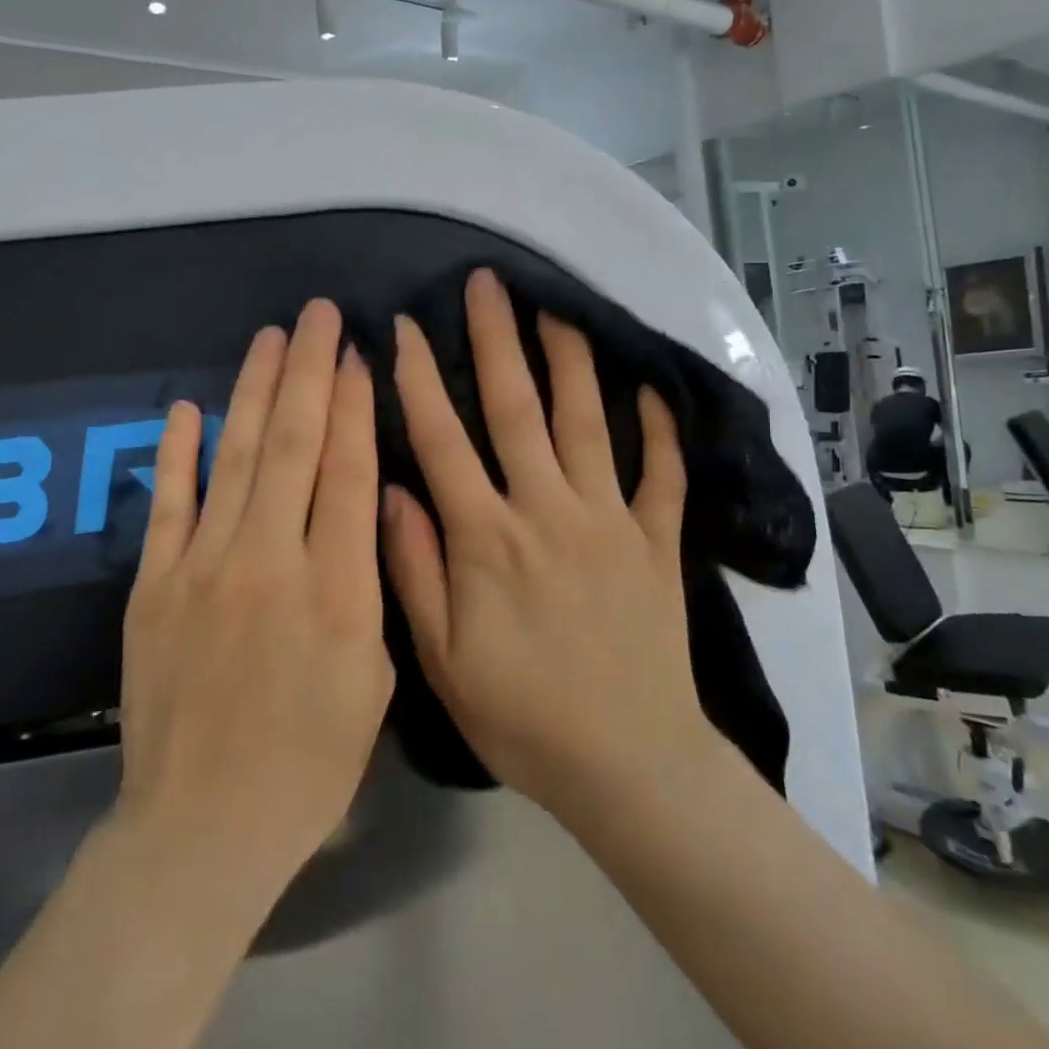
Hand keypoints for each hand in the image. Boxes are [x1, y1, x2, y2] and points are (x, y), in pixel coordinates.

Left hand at [114, 300, 393, 897]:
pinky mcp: (153, 586)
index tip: (359, 355)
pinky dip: (177, 451)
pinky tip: (190, 406)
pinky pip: (167, 504)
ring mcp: (202, 569)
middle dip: (309, 370)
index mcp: (335, 590)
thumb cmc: (310, 762)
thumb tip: (363, 506)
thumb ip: (370, 584)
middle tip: (318, 314)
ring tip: (270, 337)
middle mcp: (268, 562)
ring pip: (235, 458)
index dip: (354, 406)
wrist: (203, 827)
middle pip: (292, 445)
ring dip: (254, 390)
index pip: (346, 471)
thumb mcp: (375, 679)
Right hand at [384, 269, 705, 818]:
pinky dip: (660, 428)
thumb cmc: (522, 714)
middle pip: (516, 408)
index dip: (419, 378)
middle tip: (487, 283)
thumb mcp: (442, 658)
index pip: (442, 439)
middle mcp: (547, 509)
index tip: (407, 327)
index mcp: (487, 537)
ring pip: (587, 421)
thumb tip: (388, 490)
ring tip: (559, 306)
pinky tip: (652, 385)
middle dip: (497, 338)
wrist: (628, 765)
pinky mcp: (656, 540)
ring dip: (571, 359)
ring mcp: (609, 518)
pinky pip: (661, 473)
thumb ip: (413, 569)